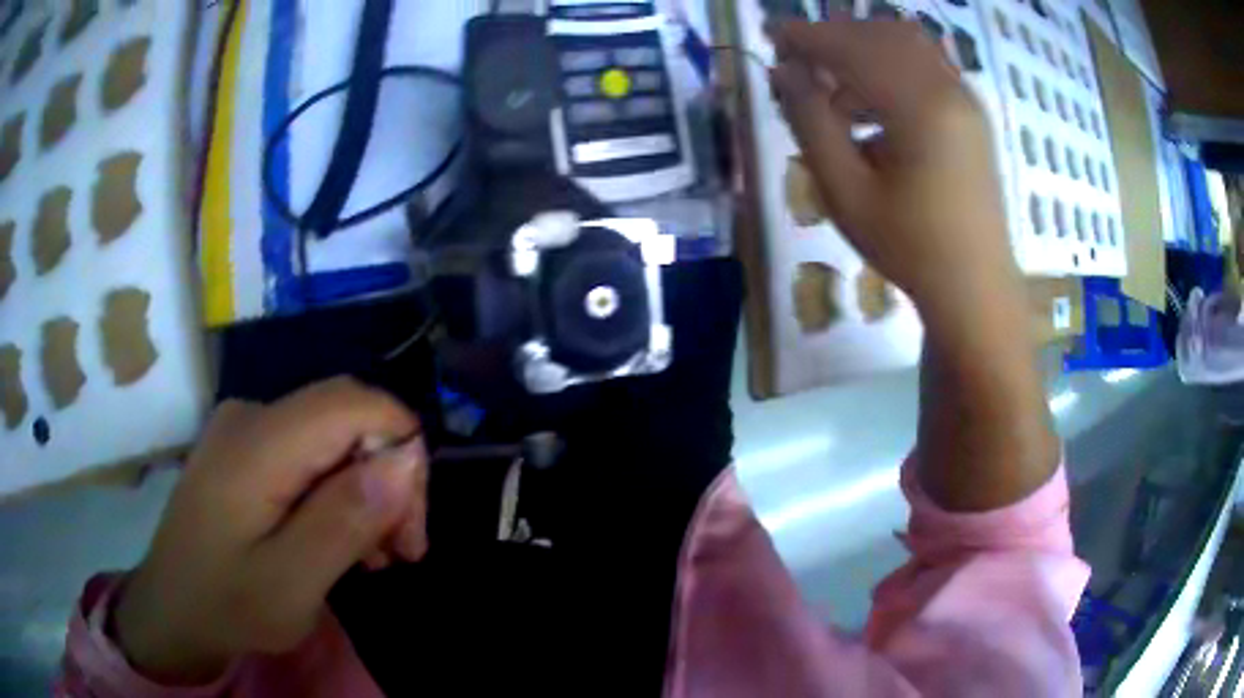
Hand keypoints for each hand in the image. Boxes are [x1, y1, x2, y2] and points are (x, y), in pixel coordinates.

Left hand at [112, 378, 428, 684]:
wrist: (171, 610)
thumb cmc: (226, 605)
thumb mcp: (291, 583)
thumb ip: (345, 519)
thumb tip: (405, 459)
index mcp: (258, 442)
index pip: (355, 402)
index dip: (401, 448)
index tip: (411, 526)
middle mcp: (252, 415)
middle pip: (346, 417)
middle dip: (389, 478)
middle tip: (402, 551)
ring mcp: (245, 429)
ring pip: (332, 437)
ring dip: (365, 490)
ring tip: (374, 556)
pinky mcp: (245, 449)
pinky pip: (309, 452)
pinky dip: (337, 491)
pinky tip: (339, 538)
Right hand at [768, 18, 1021, 313]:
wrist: (975, 287)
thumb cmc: (909, 247)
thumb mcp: (846, 191)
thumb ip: (811, 122)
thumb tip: (785, 72)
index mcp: (920, 107)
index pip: (853, 47)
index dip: (808, 36)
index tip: (771, 35)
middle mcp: (949, 90)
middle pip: (883, 34)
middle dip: (836, 35)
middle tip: (800, 59)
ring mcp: (966, 100)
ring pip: (908, 45)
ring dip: (865, 49)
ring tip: (833, 88)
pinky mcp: (972, 114)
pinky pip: (927, 67)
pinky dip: (891, 67)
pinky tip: (872, 105)